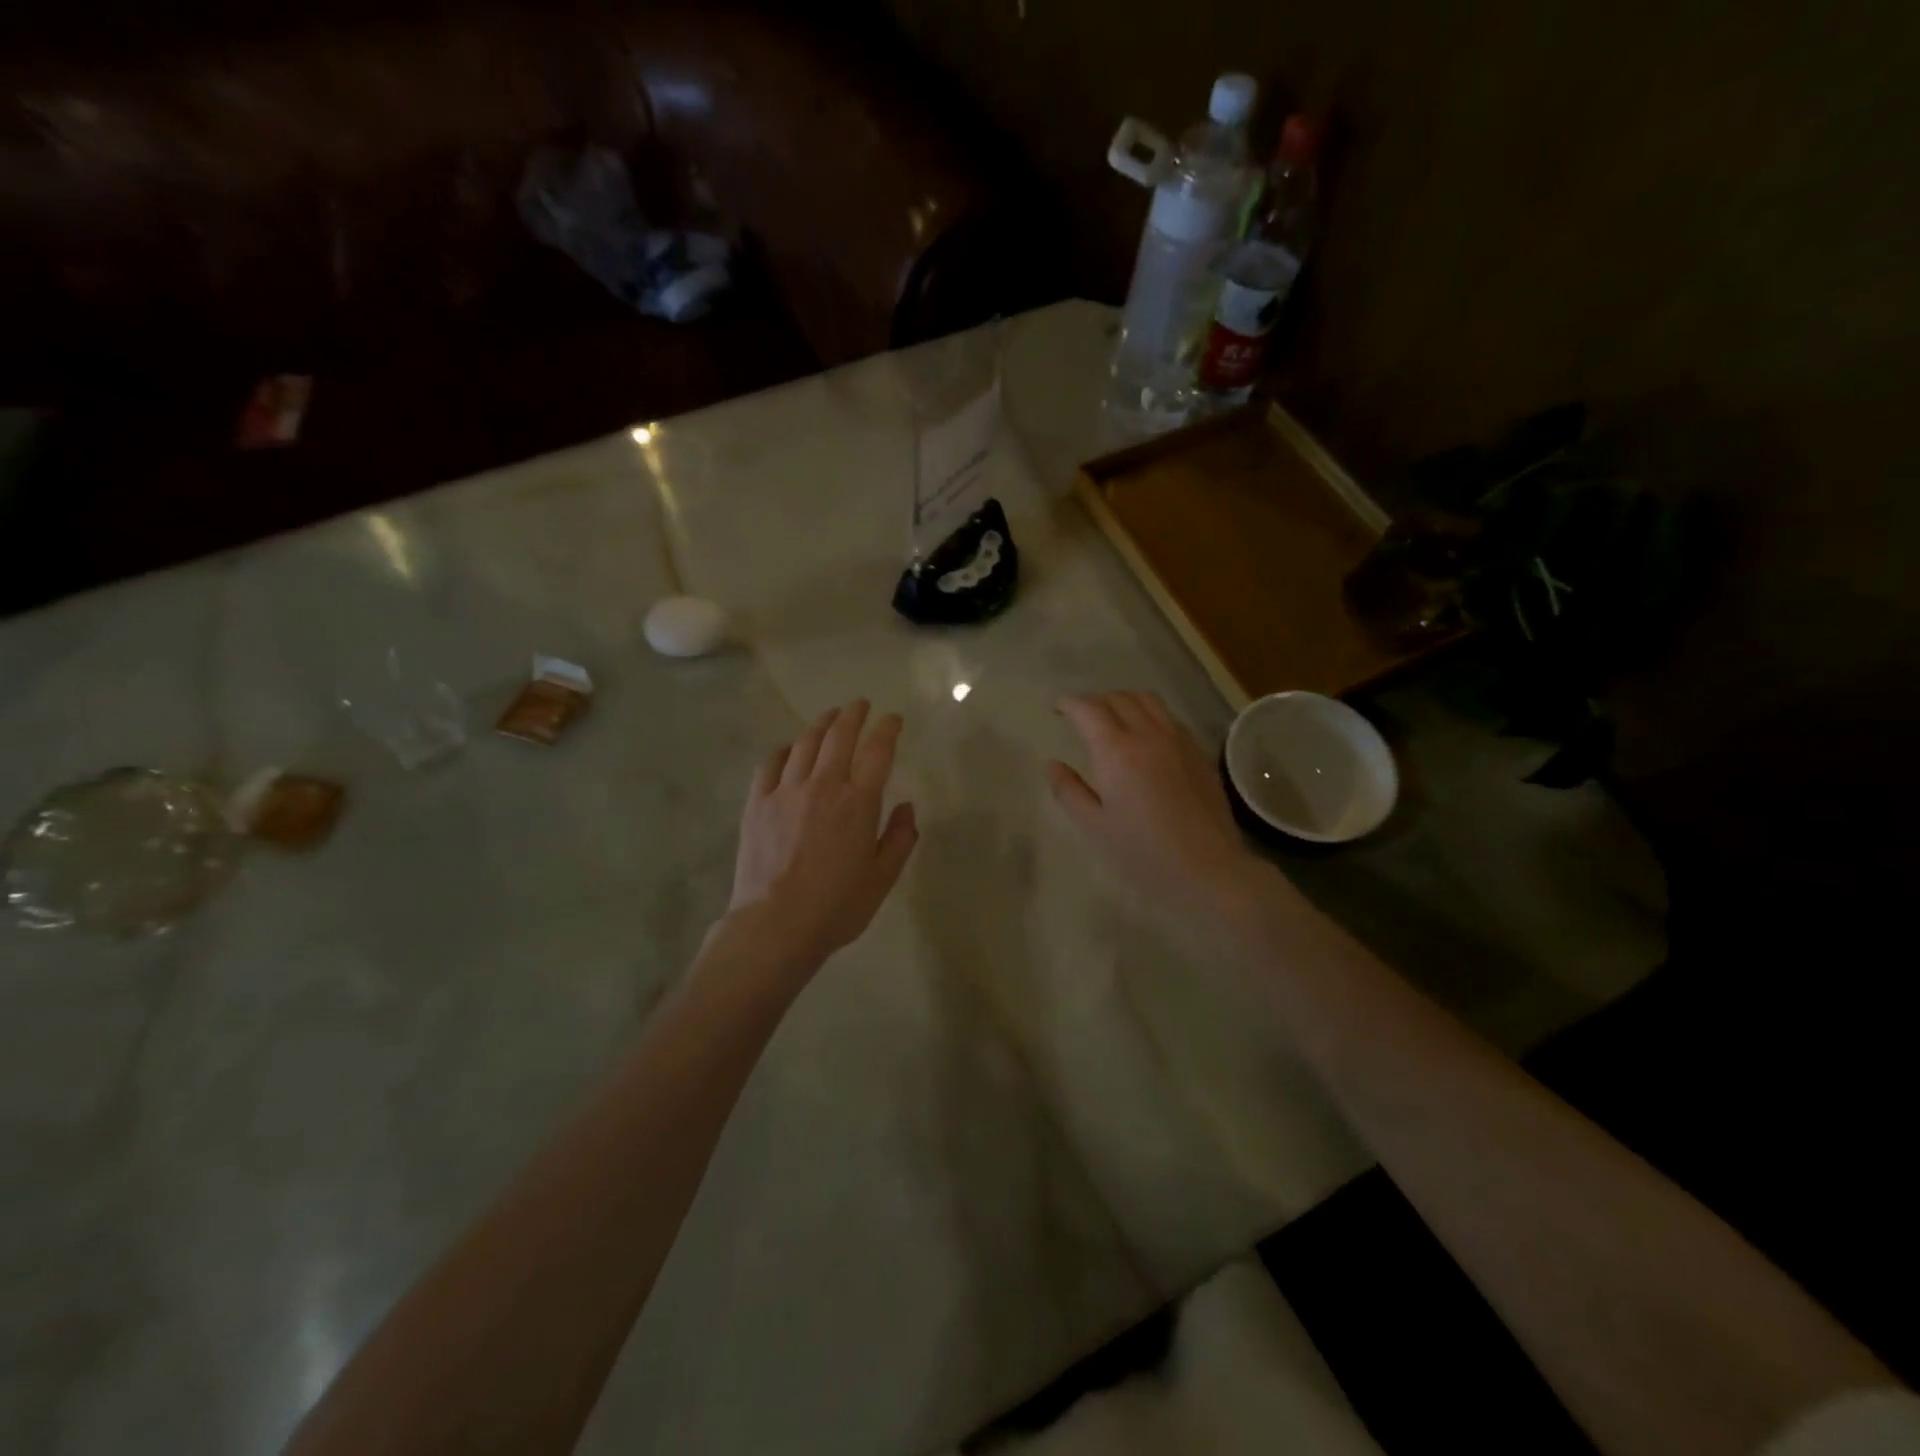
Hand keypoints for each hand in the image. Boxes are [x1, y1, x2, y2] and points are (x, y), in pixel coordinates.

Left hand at [724, 700, 917, 975]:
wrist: (775, 926)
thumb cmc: (836, 906)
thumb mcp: (882, 878)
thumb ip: (900, 838)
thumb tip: (907, 807)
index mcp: (858, 802)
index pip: (877, 751)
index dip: (888, 729)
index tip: (894, 720)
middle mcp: (823, 786)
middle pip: (839, 735)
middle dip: (853, 715)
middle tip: (860, 705)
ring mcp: (785, 791)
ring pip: (805, 743)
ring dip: (821, 724)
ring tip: (830, 718)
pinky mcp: (757, 803)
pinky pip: (771, 763)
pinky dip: (785, 750)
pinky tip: (790, 750)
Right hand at [1047, 691, 1263, 919]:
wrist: (1208, 870)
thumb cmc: (1143, 853)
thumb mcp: (1094, 827)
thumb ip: (1069, 791)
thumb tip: (1053, 765)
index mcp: (1117, 751)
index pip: (1089, 709)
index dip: (1069, 703)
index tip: (1057, 709)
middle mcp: (1149, 735)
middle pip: (1119, 698)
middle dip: (1095, 700)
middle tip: (1080, 716)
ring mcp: (1179, 741)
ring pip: (1148, 701)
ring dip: (1124, 701)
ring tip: (1112, 718)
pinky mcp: (1199, 754)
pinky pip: (1169, 718)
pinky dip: (1149, 715)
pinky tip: (1145, 737)